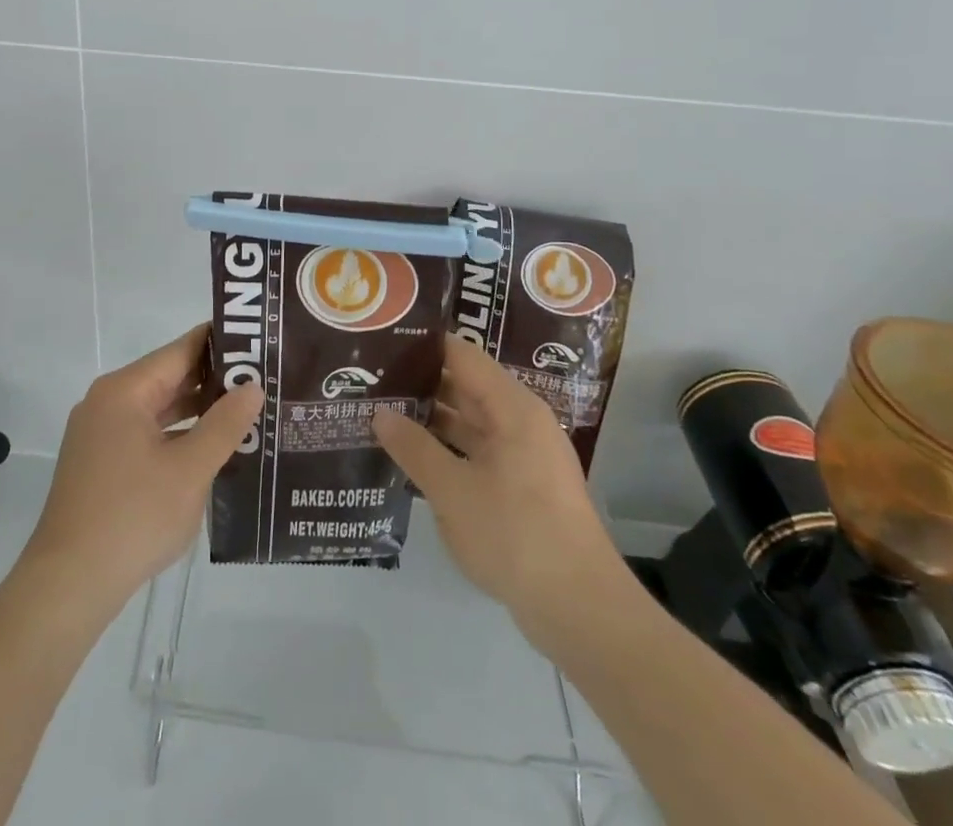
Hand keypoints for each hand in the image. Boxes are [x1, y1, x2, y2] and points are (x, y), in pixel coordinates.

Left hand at [20, 323, 261, 618]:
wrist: (68, 586)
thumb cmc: (132, 517)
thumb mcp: (190, 470)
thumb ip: (225, 424)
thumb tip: (252, 386)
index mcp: (124, 391)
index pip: (180, 350)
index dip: (221, 344)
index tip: (259, 343)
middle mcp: (108, 402)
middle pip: (169, 377)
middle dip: (214, 381)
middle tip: (263, 380)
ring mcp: (100, 434)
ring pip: (159, 409)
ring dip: (198, 411)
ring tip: (247, 412)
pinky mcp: (100, 463)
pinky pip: (146, 434)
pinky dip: (178, 436)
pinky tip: (211, 449)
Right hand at [373, 334, 628, 644]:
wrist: (580, 609)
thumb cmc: (515, 535)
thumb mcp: (452, 491)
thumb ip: (413, 448)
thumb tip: (380, 414)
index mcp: (512, 408)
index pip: (462, 355)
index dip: (423, 345)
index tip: (383, 342)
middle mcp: (522, 422)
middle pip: (467, 386)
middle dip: (421, 384)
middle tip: (372, 380)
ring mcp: (526, 456)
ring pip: (472, 422)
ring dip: (433, 420)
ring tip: (383, 414)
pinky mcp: (525, 488)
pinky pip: (480, 452)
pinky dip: (449, 450)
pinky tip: (414, 458)